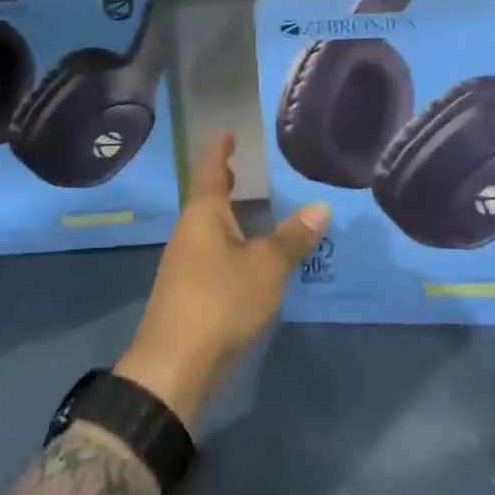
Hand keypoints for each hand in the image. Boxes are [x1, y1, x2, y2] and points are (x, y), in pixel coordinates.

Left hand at [114, 132, 328, 429]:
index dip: (219, 150)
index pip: (210, 170)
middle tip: (238, 166)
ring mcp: (183, 263)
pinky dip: (225, 240)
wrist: (174, 363)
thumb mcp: (266, 266)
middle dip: (221, 182)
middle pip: (204, 198)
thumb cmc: (220, 300)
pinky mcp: (186, 291)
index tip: (226, 131)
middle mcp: (188, 232)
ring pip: (206, 227)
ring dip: (224, 213)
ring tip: (245, 206)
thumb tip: (321, 207)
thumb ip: (292, 237)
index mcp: (203, 215)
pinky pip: (208, 251)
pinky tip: (242, 255)